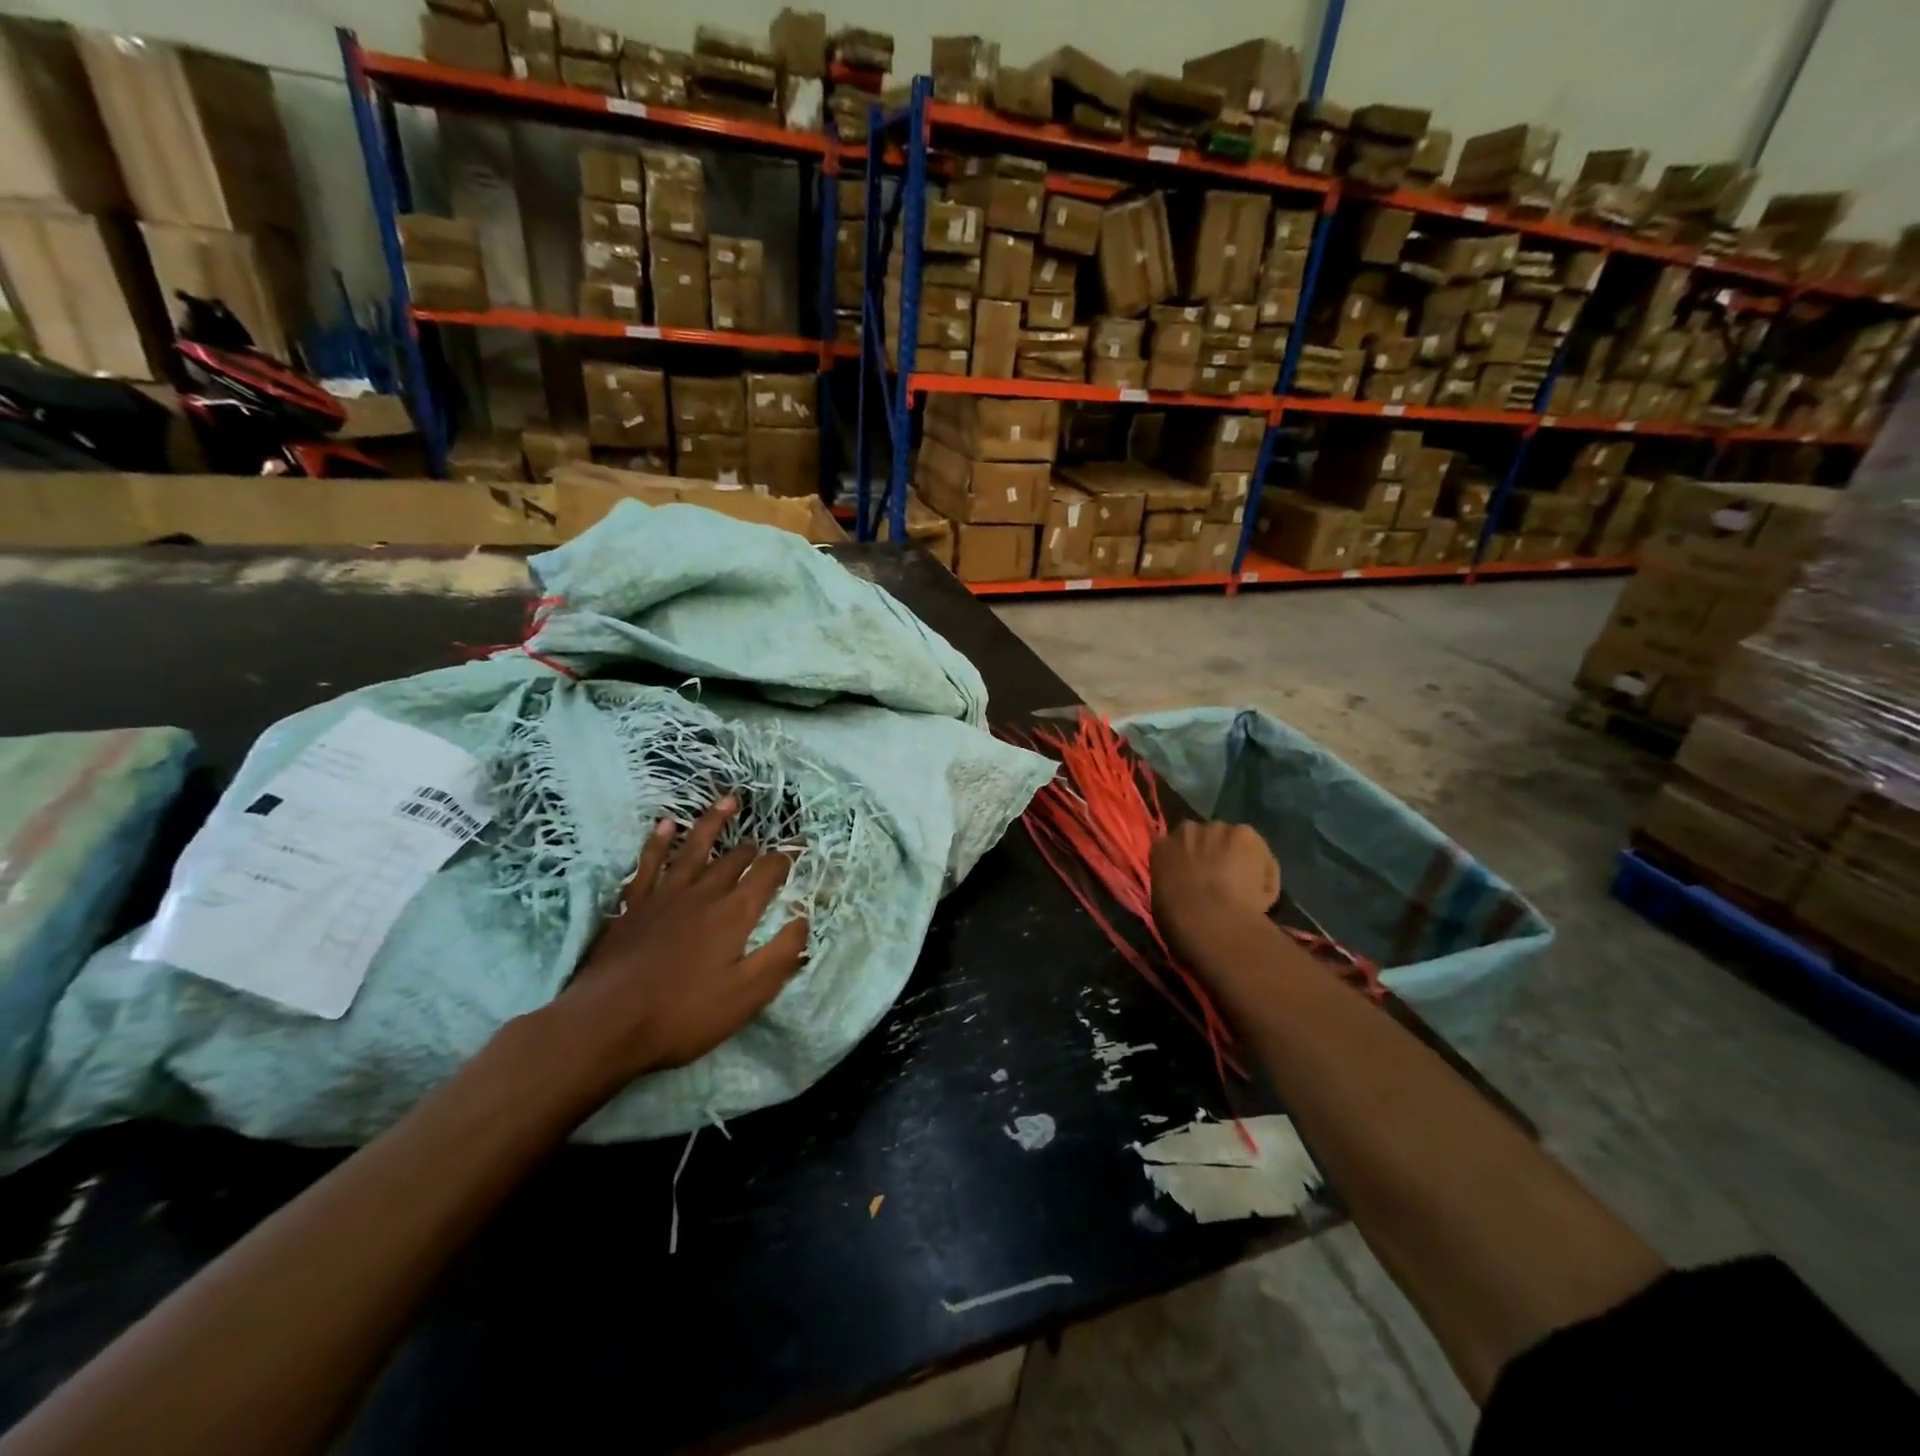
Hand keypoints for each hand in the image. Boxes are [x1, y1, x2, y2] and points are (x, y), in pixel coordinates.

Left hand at [546, 797, 809, 1089]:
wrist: (606, 1024)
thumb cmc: (683, 1014)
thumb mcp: (747, 994)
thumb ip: (781, 954)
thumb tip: (804, 919)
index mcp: (735, 913)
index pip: (768, 874)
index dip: (786, 860)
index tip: (799, 850)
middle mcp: (703, 893)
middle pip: (734, 859)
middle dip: (754, 848)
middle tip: (765, 844)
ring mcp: (665, 895)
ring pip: (694, 847)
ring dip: (713, 822)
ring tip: (728, 801)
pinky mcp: (633, 904)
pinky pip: (649, 862)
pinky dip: (658, 842)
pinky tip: (665, 825)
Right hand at [1151, 820, 1280, 954]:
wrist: (1210, 920)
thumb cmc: (1179, 920)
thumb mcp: (1163, 900)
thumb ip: (1173, 883)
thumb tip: (1186, 886)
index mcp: (1161, 848)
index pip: (1174, 847)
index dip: (1187, 861)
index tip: (1195, 877)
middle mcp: (1187, 830)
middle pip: (1204, 836)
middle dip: (1212, 852)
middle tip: (1220, 880)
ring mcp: (1218, 829)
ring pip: (1233, 841)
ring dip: (1238, 857)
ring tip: (1246, 888)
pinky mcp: (1247, 835)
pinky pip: (1259, 854)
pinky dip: (1263, 871)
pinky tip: (1261, 895)